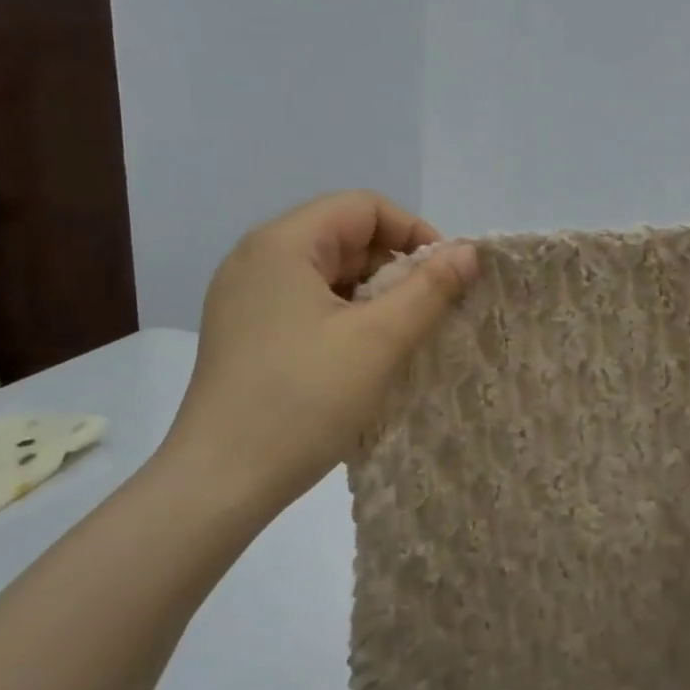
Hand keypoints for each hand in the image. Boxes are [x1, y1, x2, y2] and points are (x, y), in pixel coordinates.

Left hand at [159, 191, 477, 515]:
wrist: (220, 483)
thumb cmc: (303, 400)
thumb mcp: (379, 340)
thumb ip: (430, 288)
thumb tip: (469, 251)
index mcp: (281, 243)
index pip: (363, 206)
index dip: (414, 232)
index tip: (446, 276)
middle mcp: (257, 258)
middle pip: (344, 236)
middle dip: (395, 267)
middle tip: (428, 311)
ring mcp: (246, 297)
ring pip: (329, 273)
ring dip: (373, 295)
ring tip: (400, 336)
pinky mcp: (245, 332)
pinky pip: (308, 303)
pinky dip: (346, 316)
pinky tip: (364, 355)